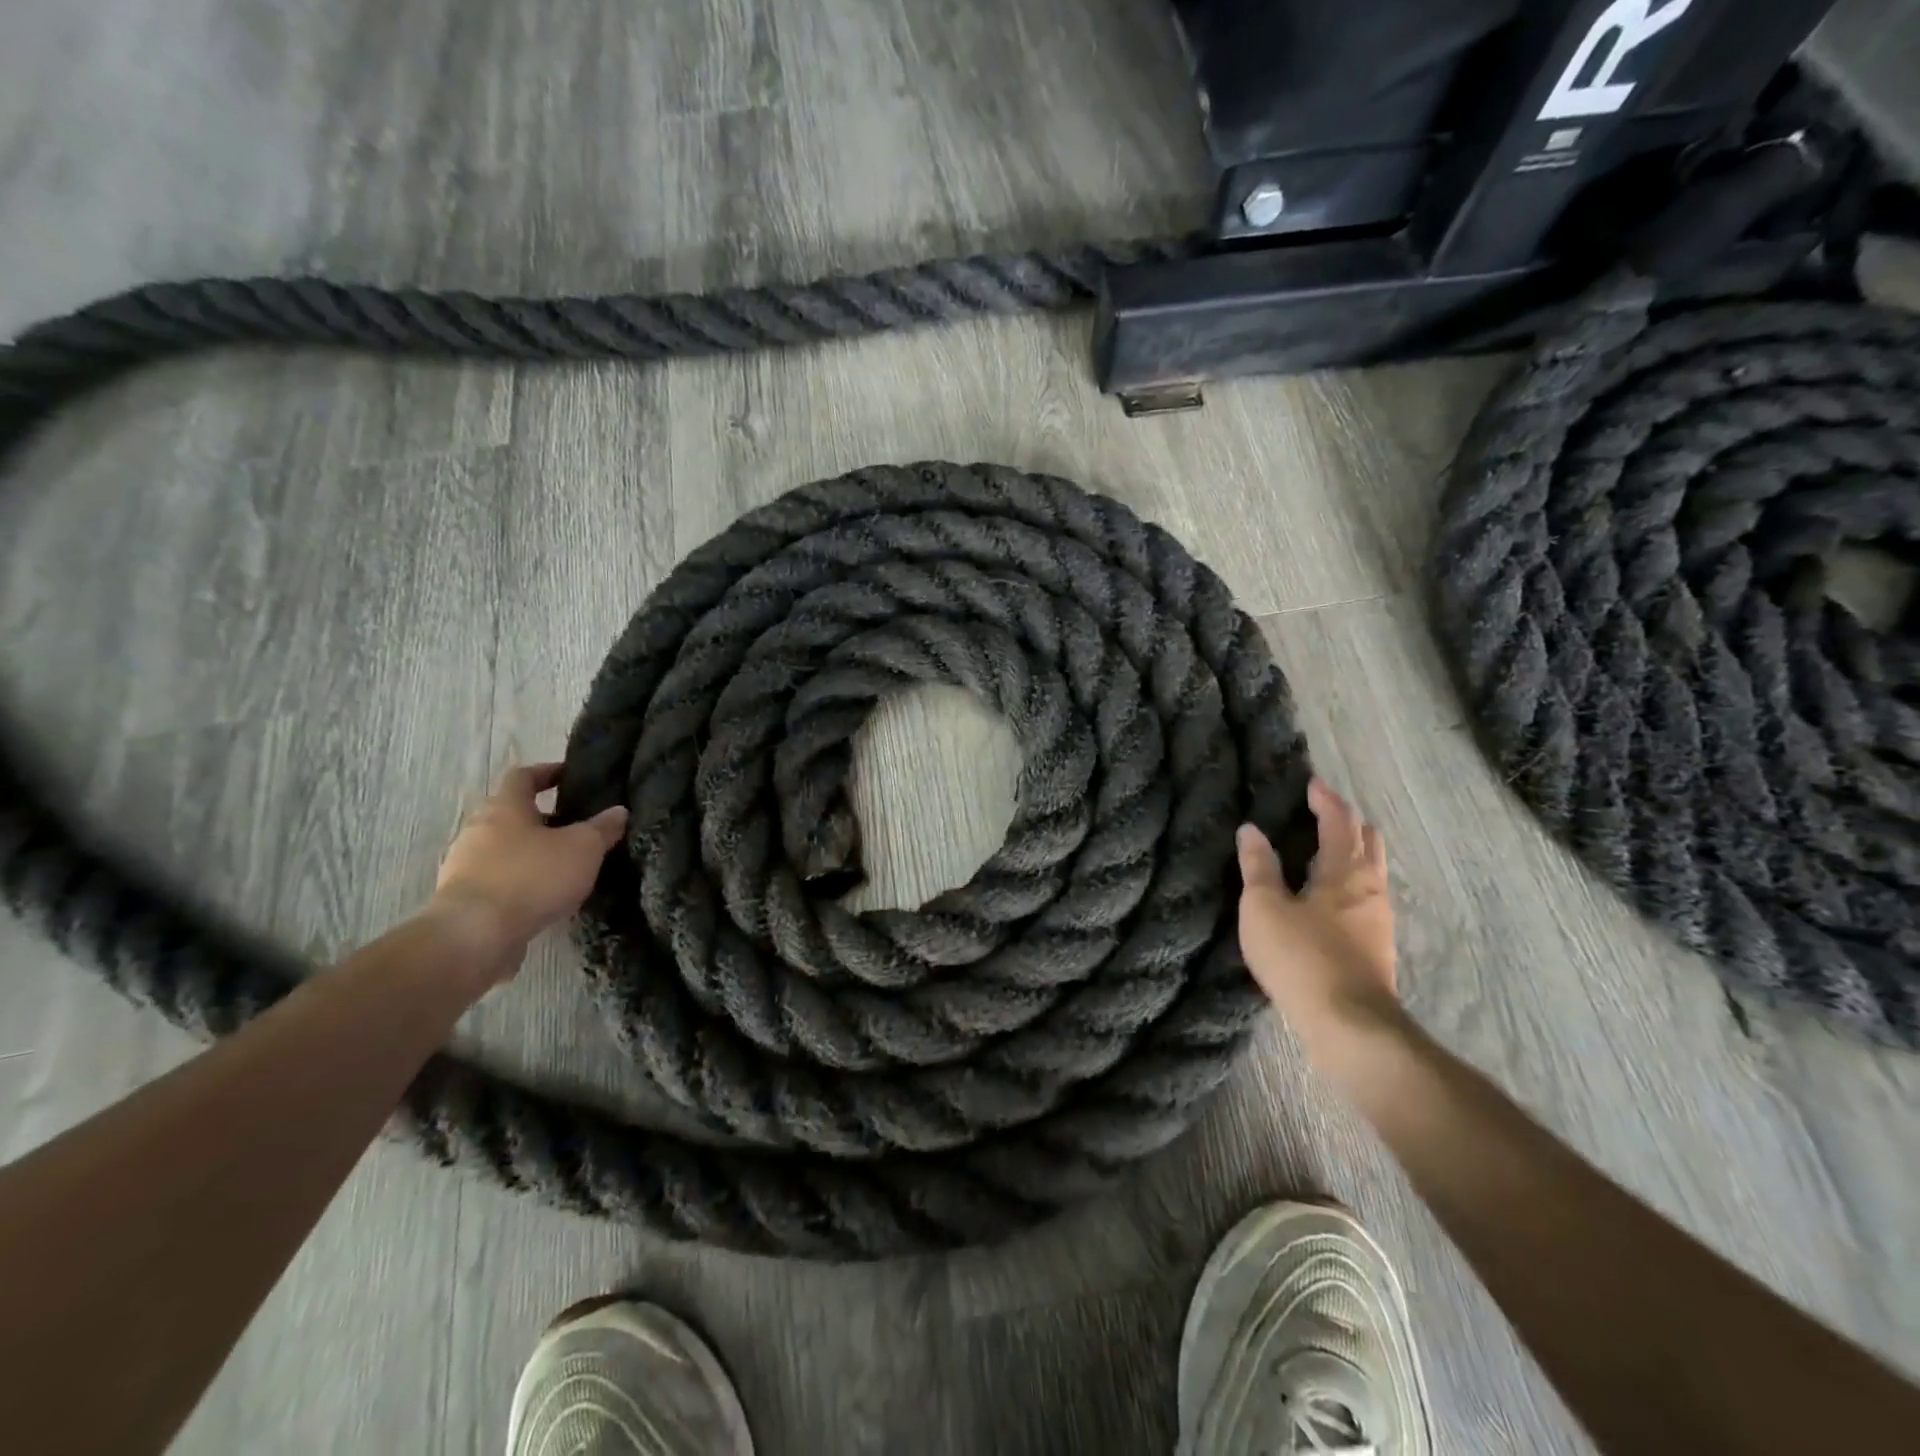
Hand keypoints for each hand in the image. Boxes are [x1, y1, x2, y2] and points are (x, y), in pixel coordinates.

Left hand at [430, 763, 628, 980]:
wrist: (474, 936)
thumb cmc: (532, 877)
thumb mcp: (583, 848)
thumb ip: (603, 828)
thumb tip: (619, 811)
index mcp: (505, 807)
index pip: (523, 776)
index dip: (548, 772)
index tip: (570, 776)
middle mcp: (479, 829)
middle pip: (513, 814)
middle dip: (545, 818)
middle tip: (577, 826)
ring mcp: (466, 865)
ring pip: (506, 848)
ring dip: (533, 852)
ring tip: (566, 866)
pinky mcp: (464, 898)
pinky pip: (499, 879)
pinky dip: (522, 881)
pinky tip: (545, 896)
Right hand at [1237, 777, 1402, 1049]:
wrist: (1350, 1025)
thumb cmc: (1301, 957)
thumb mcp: (1264, 908)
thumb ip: (1258, 867)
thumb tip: (1251, 830)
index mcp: (1344, 871)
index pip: (1339, 822)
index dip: (1326, 800)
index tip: (1312, 784)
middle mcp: (1370, 889)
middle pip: (1368, 843)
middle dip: (1349, 823)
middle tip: (1326, 813)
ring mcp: (1379, 921)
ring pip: (1372, 873)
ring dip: (1353, 855)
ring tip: (1327, 853)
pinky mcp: (1377, 948)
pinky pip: (1367, 900)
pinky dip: (1352, 885)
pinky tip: (1333, 902)